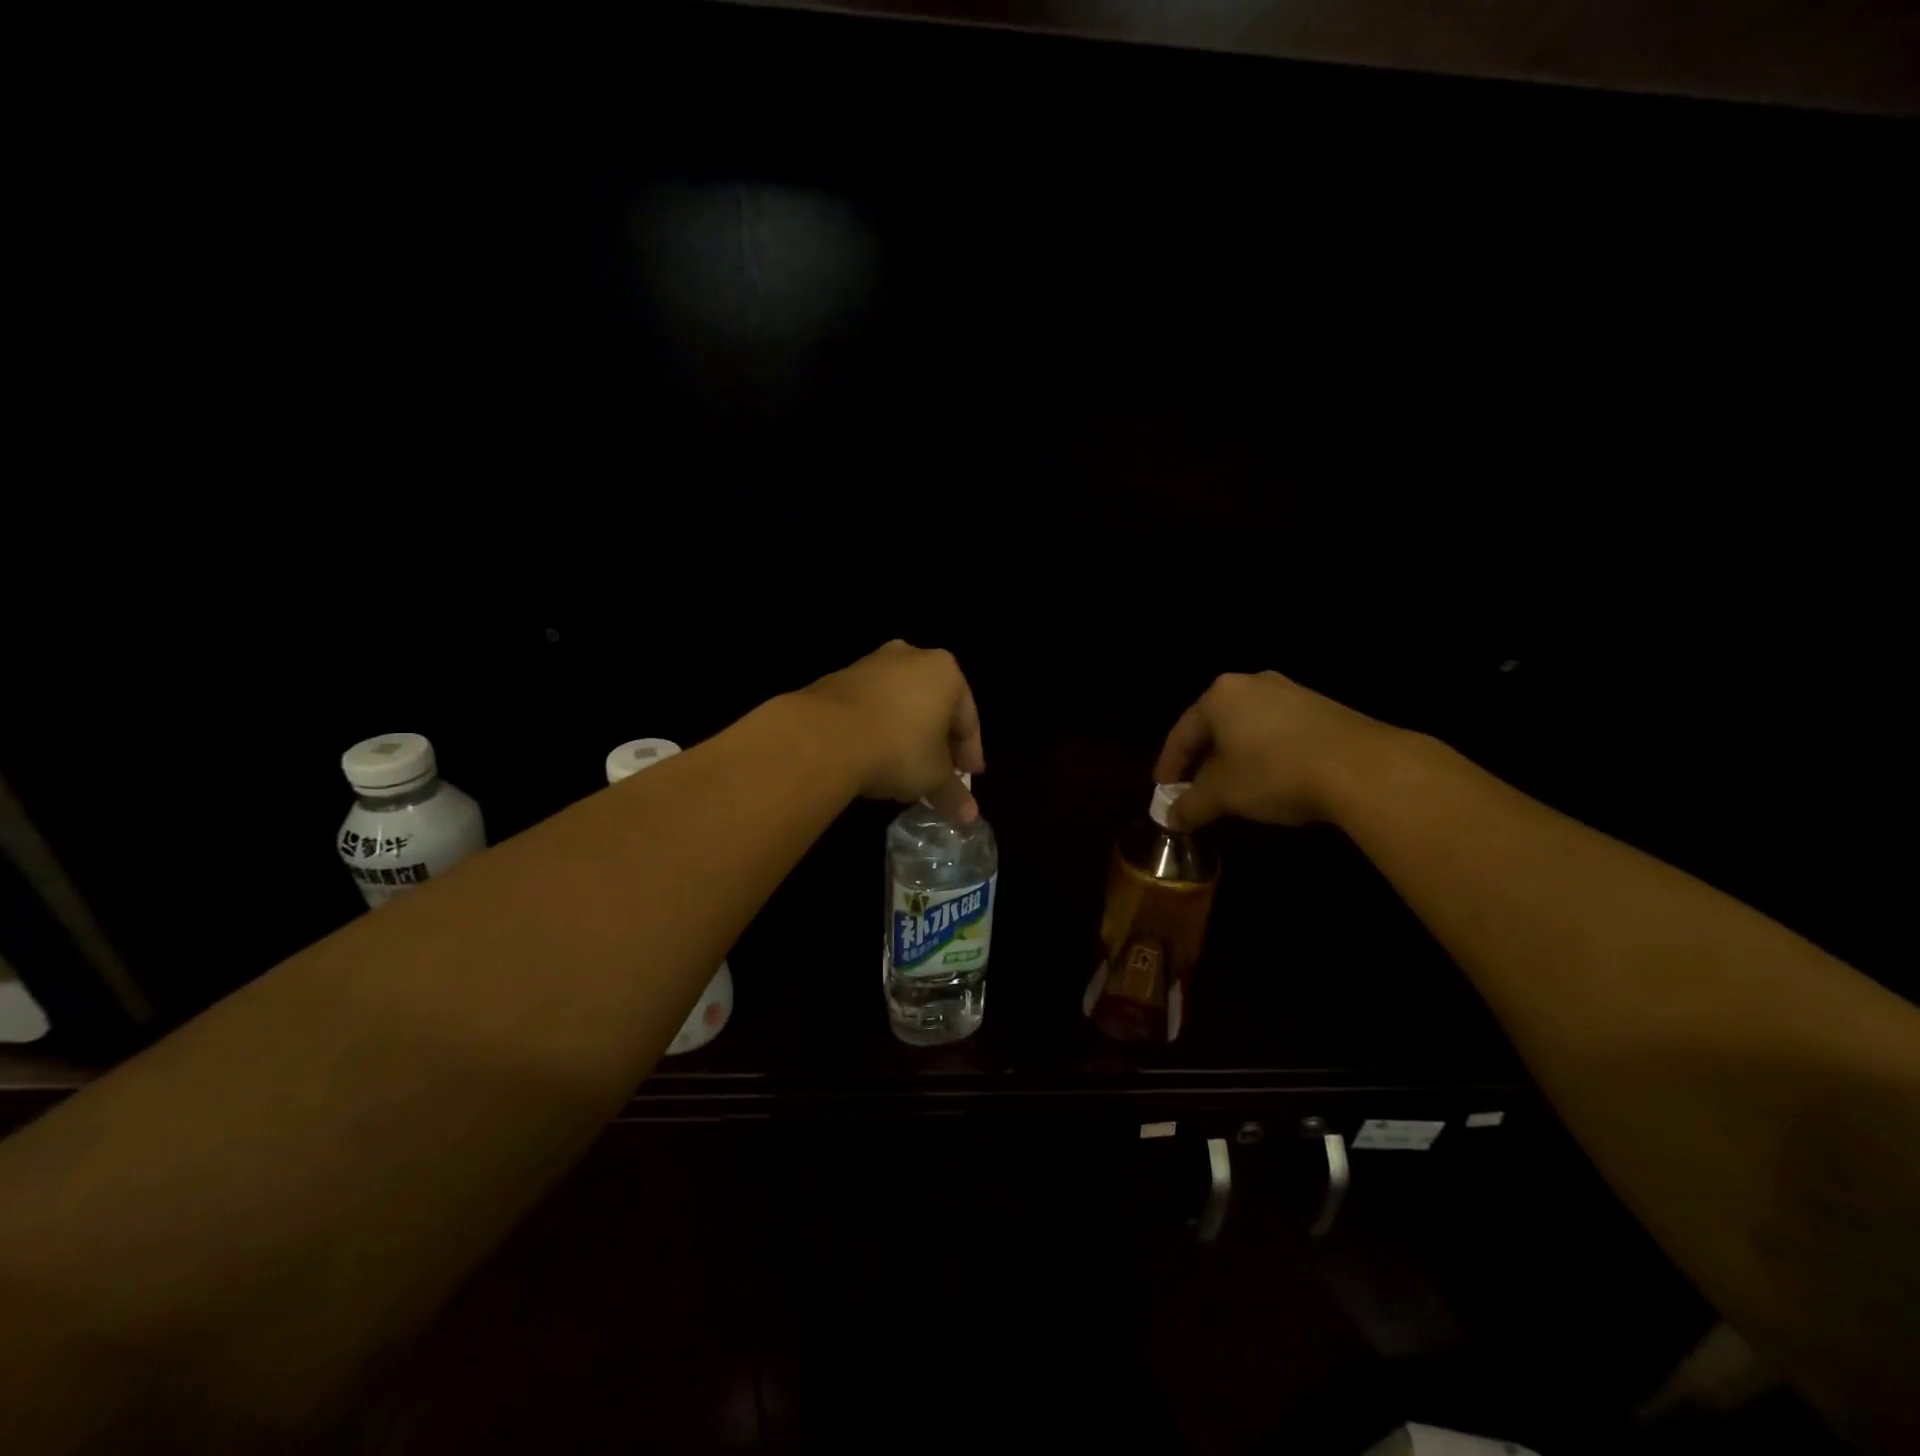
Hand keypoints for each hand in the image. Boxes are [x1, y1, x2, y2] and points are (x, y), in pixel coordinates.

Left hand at [798, 641, 985, 820]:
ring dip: (906, 734)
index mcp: (945, 672)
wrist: (823, 737)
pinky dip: (876, 728)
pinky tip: (871, 756)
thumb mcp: (933, 777)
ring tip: (902, 769)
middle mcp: (911, 657)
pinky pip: (869, 707)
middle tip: (938, 773)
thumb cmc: (898, 749)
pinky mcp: (837, 678)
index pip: (967, 718)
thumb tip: (968, 816)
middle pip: (934, 706)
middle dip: (937, 741)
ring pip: (900, 704)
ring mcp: (871, 664)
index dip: (969, 753)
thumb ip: (953, 793)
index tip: (968, 777)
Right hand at [1153, 671, 1389, 830]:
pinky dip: (1264, 754)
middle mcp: (1252, 684)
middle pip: (1215, 726)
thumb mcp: (1223, 794)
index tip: (1163, 791)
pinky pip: (1277, 731)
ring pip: (1247, 728)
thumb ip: (1191, 805)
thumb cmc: (1274, 772)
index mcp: (1219, 696)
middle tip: (1193, 789)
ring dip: (1234, 758)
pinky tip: (1269, 780)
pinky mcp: (1322, 708)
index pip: (1182, 733)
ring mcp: (1291, 692)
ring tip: (1232, 788)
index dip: (1169, 765)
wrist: (1362, 767)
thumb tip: (1170, 819)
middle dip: (1202, 761)